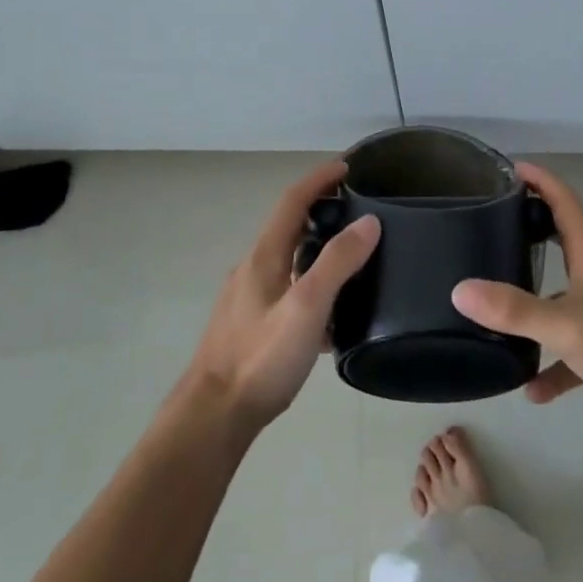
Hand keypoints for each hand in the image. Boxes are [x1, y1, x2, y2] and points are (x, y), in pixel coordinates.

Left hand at [185, 160, 378, 428]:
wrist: (214, 414)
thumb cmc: (261, 357)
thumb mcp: (308, 306)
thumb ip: (338, 262)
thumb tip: (369, 221)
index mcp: (264, 256)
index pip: (292, 201)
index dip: (319, 179)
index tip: (347, 167)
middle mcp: (253, 269)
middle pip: (289, 228)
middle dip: (321, 211)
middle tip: (357, 213)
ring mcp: (249, 298)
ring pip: (289, 262)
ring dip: (318, 251)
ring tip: (354, 263)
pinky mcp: (250, 326)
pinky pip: (287, 292)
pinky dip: (311, 287)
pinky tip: (332, 318)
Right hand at [452, 164, 582, 430]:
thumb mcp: (564, 326)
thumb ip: (513, 309)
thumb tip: (459, 290)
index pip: (564, 202)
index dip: (540, 180)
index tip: (512, 168)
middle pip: (562, 241)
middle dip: (531, 230)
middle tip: (494, 226)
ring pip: (563, 296)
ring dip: (535, 301)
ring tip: (498, 305)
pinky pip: (573, 348)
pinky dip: (553, 363)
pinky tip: (532, 388)